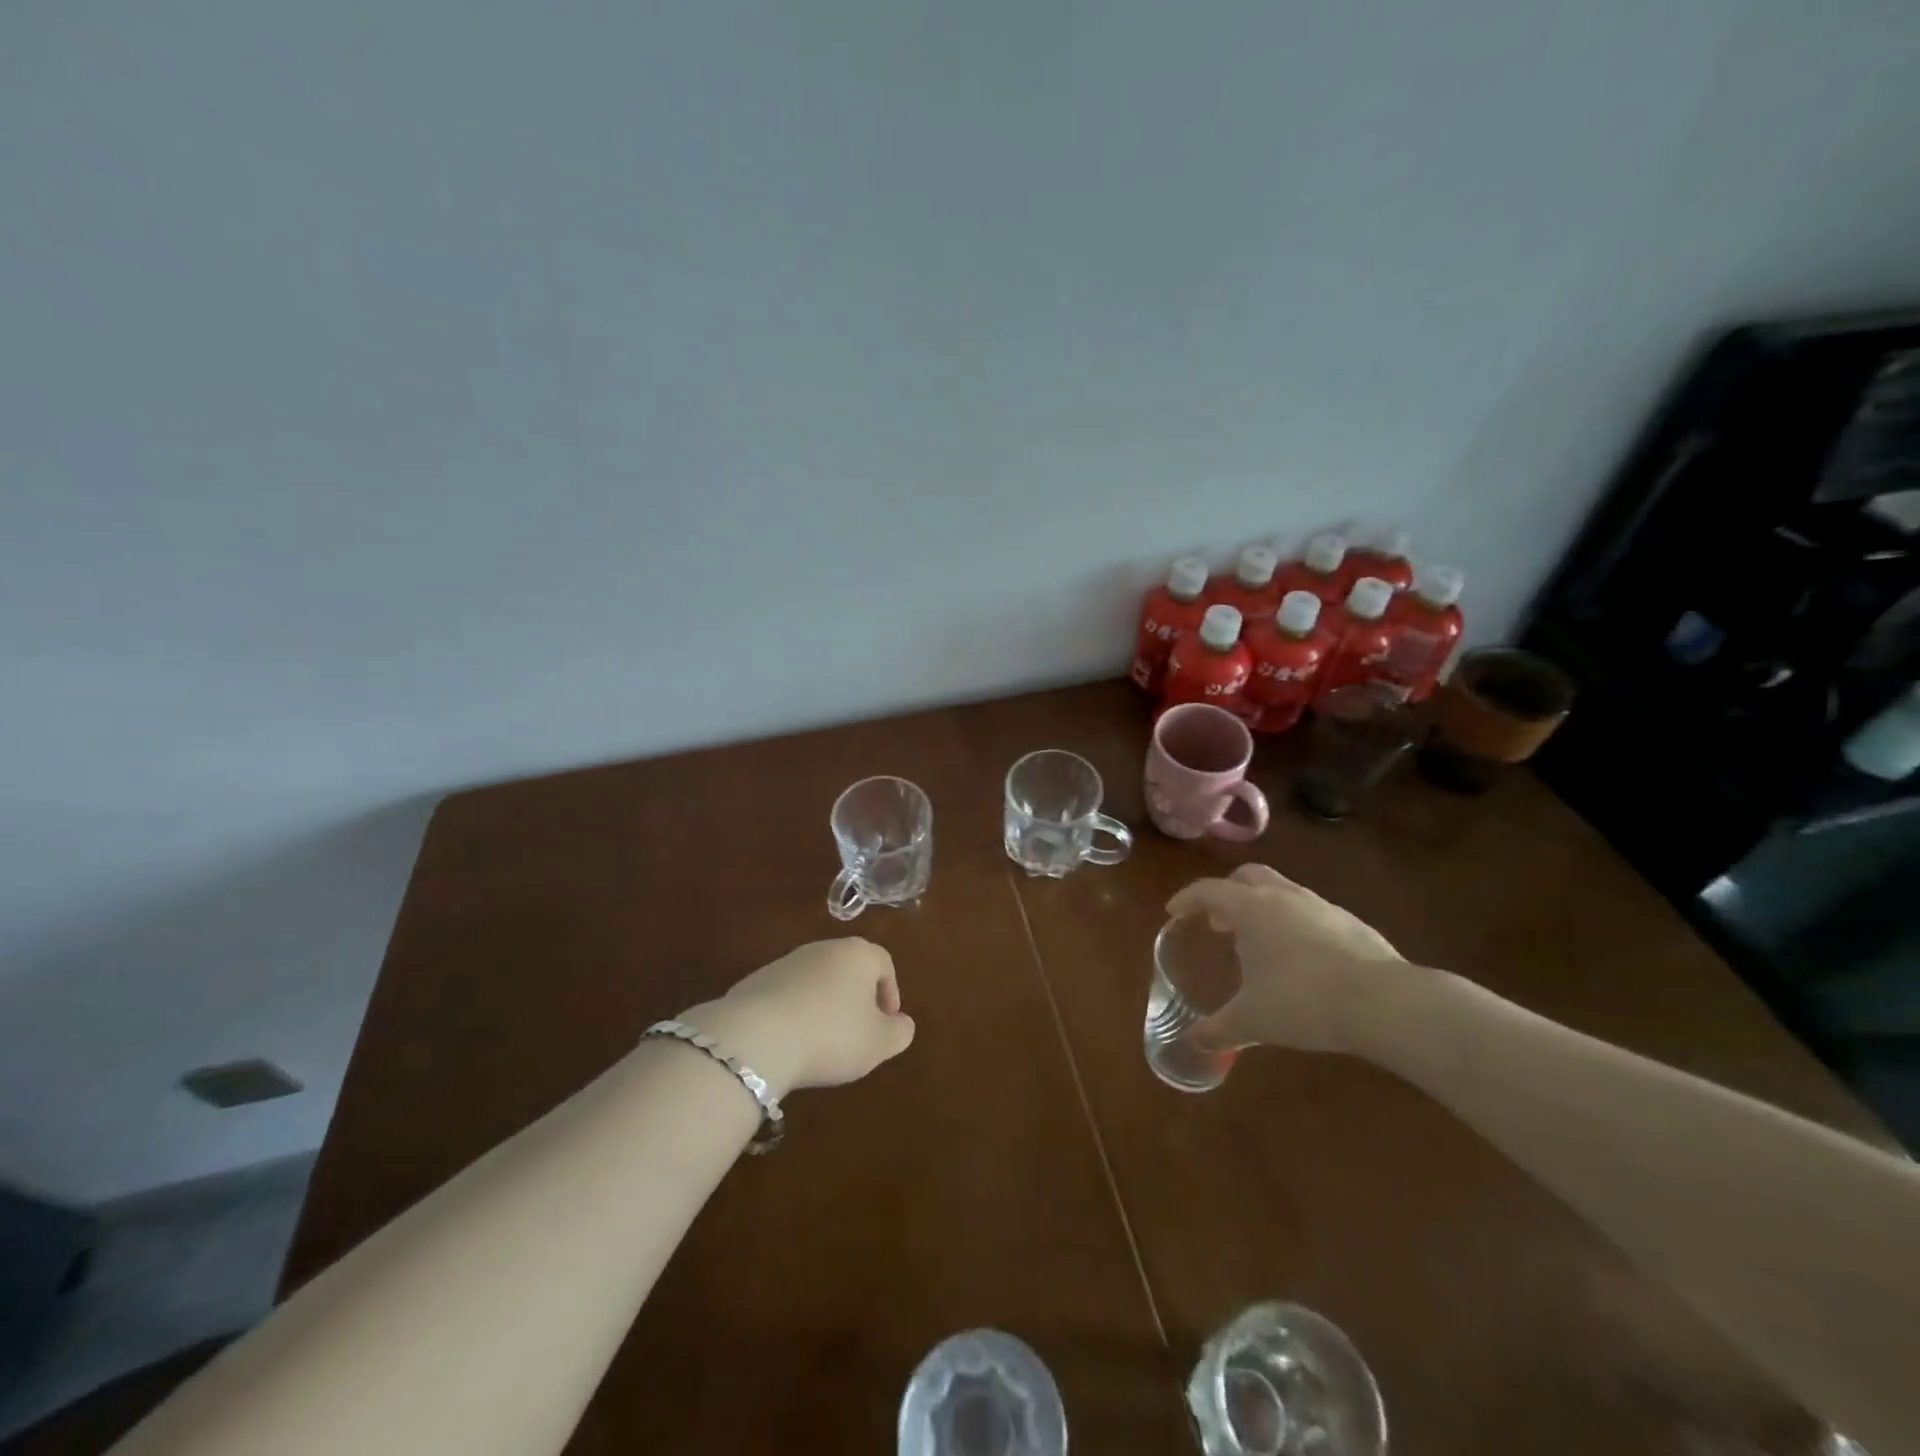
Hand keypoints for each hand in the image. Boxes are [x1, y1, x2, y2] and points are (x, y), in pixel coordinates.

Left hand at [682, 938, 914, 1097]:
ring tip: (821, 1042)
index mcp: (859, 954)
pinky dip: (795, 1013)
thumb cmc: (832, 1035)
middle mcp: (824, 948)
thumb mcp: (878, 1043)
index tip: (887, 1023)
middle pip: (849, 969)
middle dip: (856, 998)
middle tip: (857, 1032)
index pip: (884, 964)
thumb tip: (902, 1024)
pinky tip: (791, 1042)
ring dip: (824, 1005)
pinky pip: (787, 995)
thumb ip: (899, 1033)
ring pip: (816, 981)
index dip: (890, 993)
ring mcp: (787, 962)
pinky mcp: (757, 981)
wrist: (757, 1036)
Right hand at [1168, 863, 1406, 1055]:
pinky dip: (1295, 925)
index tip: (1174, 911)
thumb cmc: (1302, 1001)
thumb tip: (1190, 1044)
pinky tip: (1301, 960)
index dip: (1187, 899)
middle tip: (1218, 922)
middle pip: (1247, 876)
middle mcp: (1284, 897)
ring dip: (1263, 908)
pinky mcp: (1352, 923)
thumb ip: (1217, 1031)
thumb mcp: (1251, 1021)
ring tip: (1259, 944)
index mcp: (1251, 908)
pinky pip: (1311, 913)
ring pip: (1282, 891)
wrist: (1384, 1002)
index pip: (1209, 890)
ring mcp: (1322, 906)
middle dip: (1228, 893)